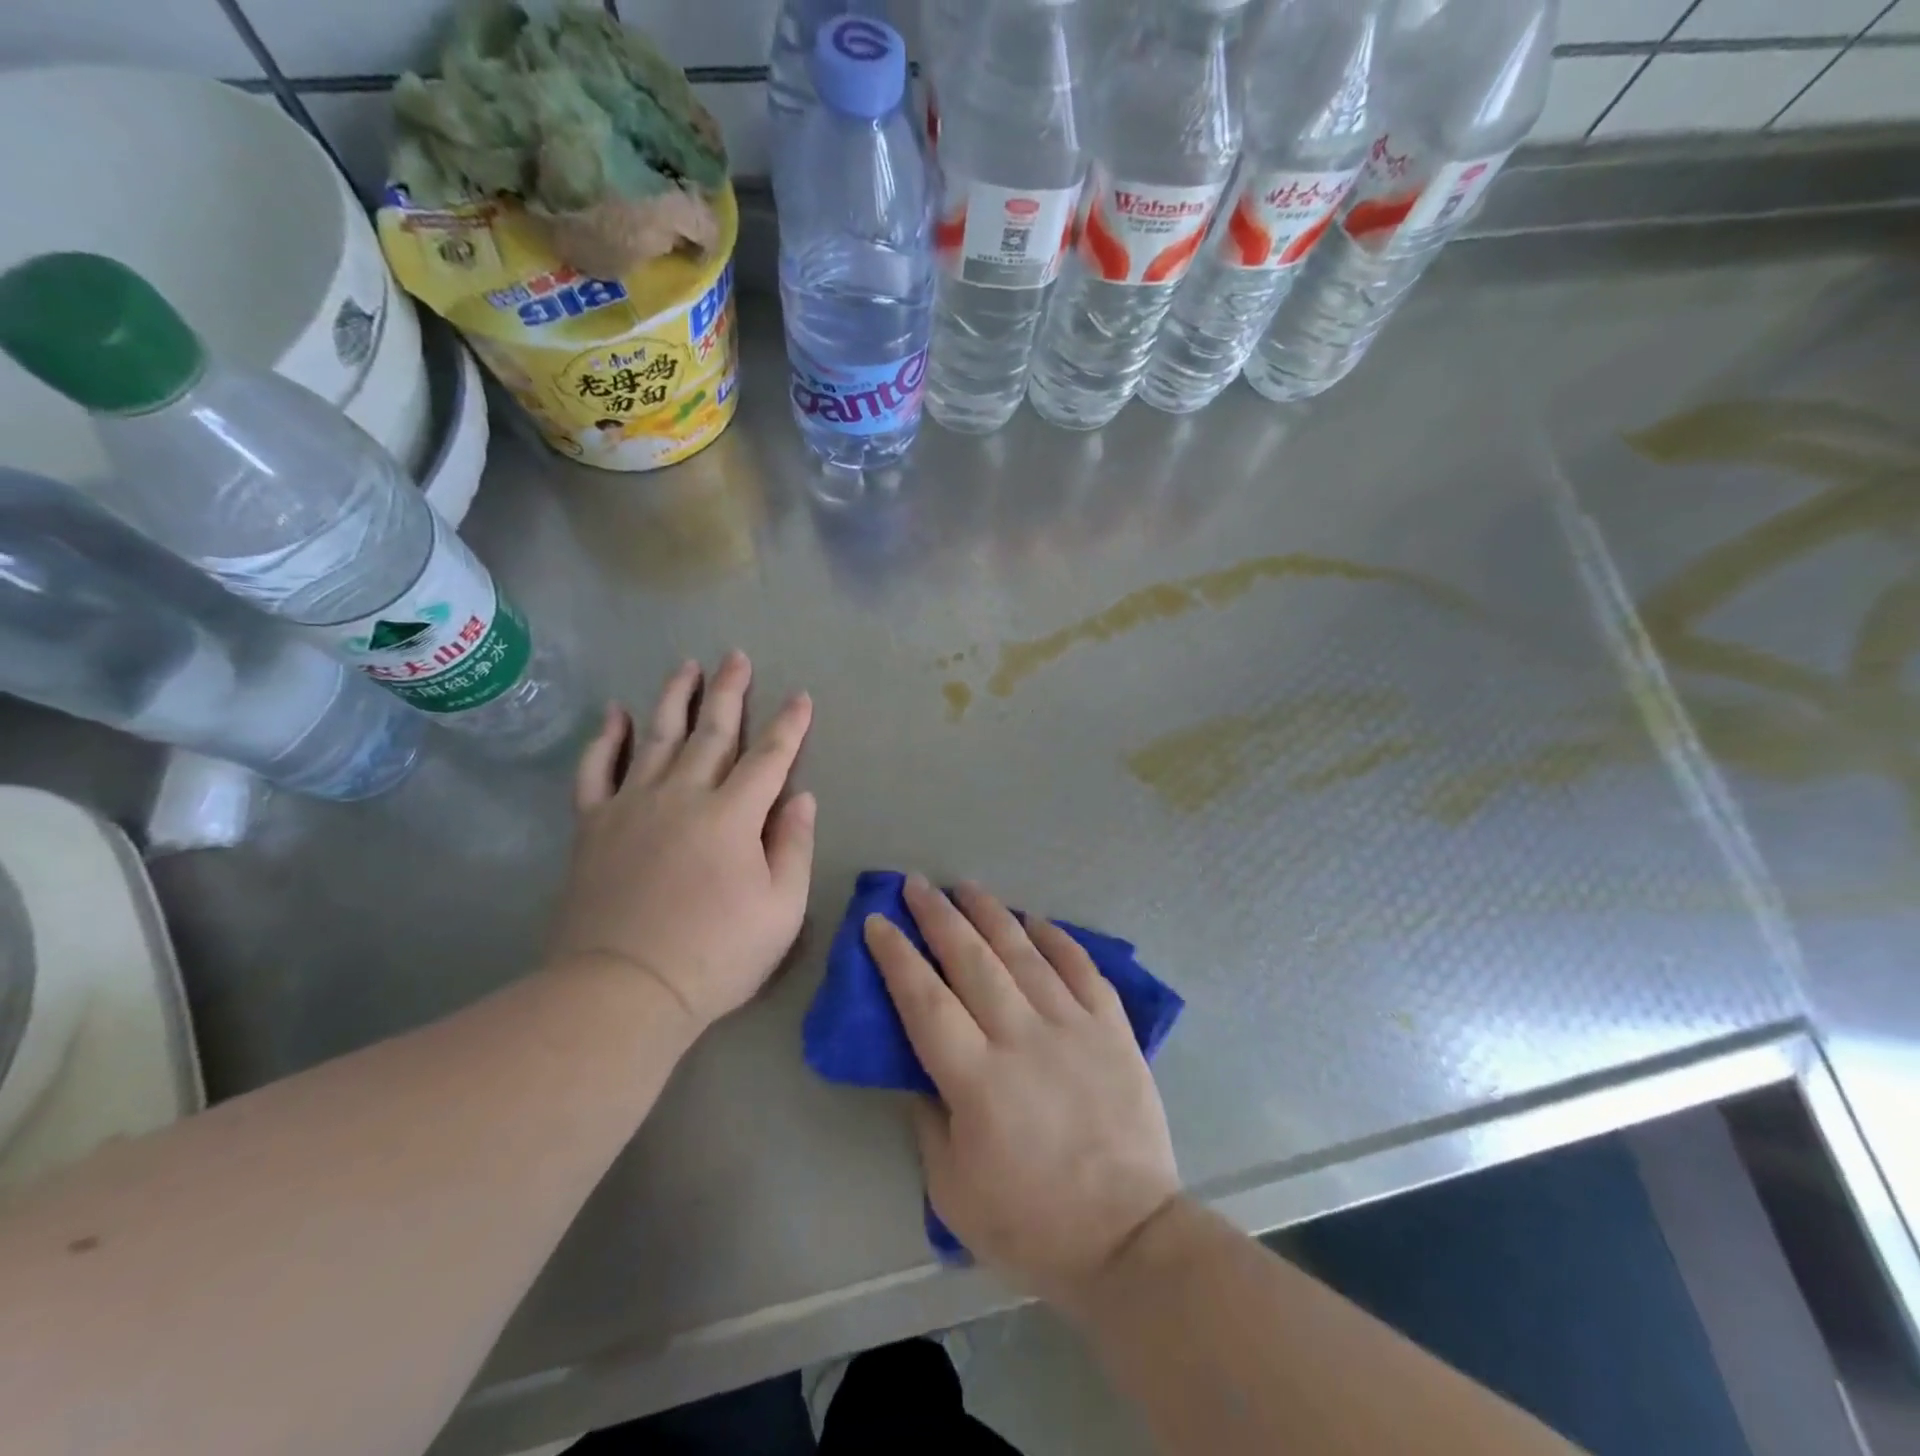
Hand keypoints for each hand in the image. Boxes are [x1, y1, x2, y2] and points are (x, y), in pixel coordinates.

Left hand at [549, 651, 815, 1032]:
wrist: (622, 990)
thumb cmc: (715, 954)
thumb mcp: (781, 909)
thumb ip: (794, 847)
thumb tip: (801, 798)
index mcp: (733, 815)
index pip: (769, 757)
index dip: (789, 725)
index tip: (801, 696)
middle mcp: (682, 795)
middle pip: (711, 731)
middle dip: (730, 691)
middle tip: (737, 656)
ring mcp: (632, 805)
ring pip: (656, 736)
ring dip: (675, 698)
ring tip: (686, 666)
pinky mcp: (594, 825)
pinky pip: (597, 770)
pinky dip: (606, 738)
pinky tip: (615, 713)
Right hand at [866, 876, 1179, 1304]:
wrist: (1128, 1237)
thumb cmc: (1031, 1224)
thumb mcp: (952, 1191)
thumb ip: (929, 1119)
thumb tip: (921, 1069)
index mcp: (976, 1079)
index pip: (924, 1000)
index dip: (896, 956)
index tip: (877, 920)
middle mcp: (1022, 1037)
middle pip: (972, 960)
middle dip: (938, 916)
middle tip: (916, 885)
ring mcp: (1072, 1026)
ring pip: (1024, 952)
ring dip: (991, 914)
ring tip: (966, 887)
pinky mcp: (1112, 1029)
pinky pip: (1081, 969)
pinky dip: (1056, 939)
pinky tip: (1036, 921)